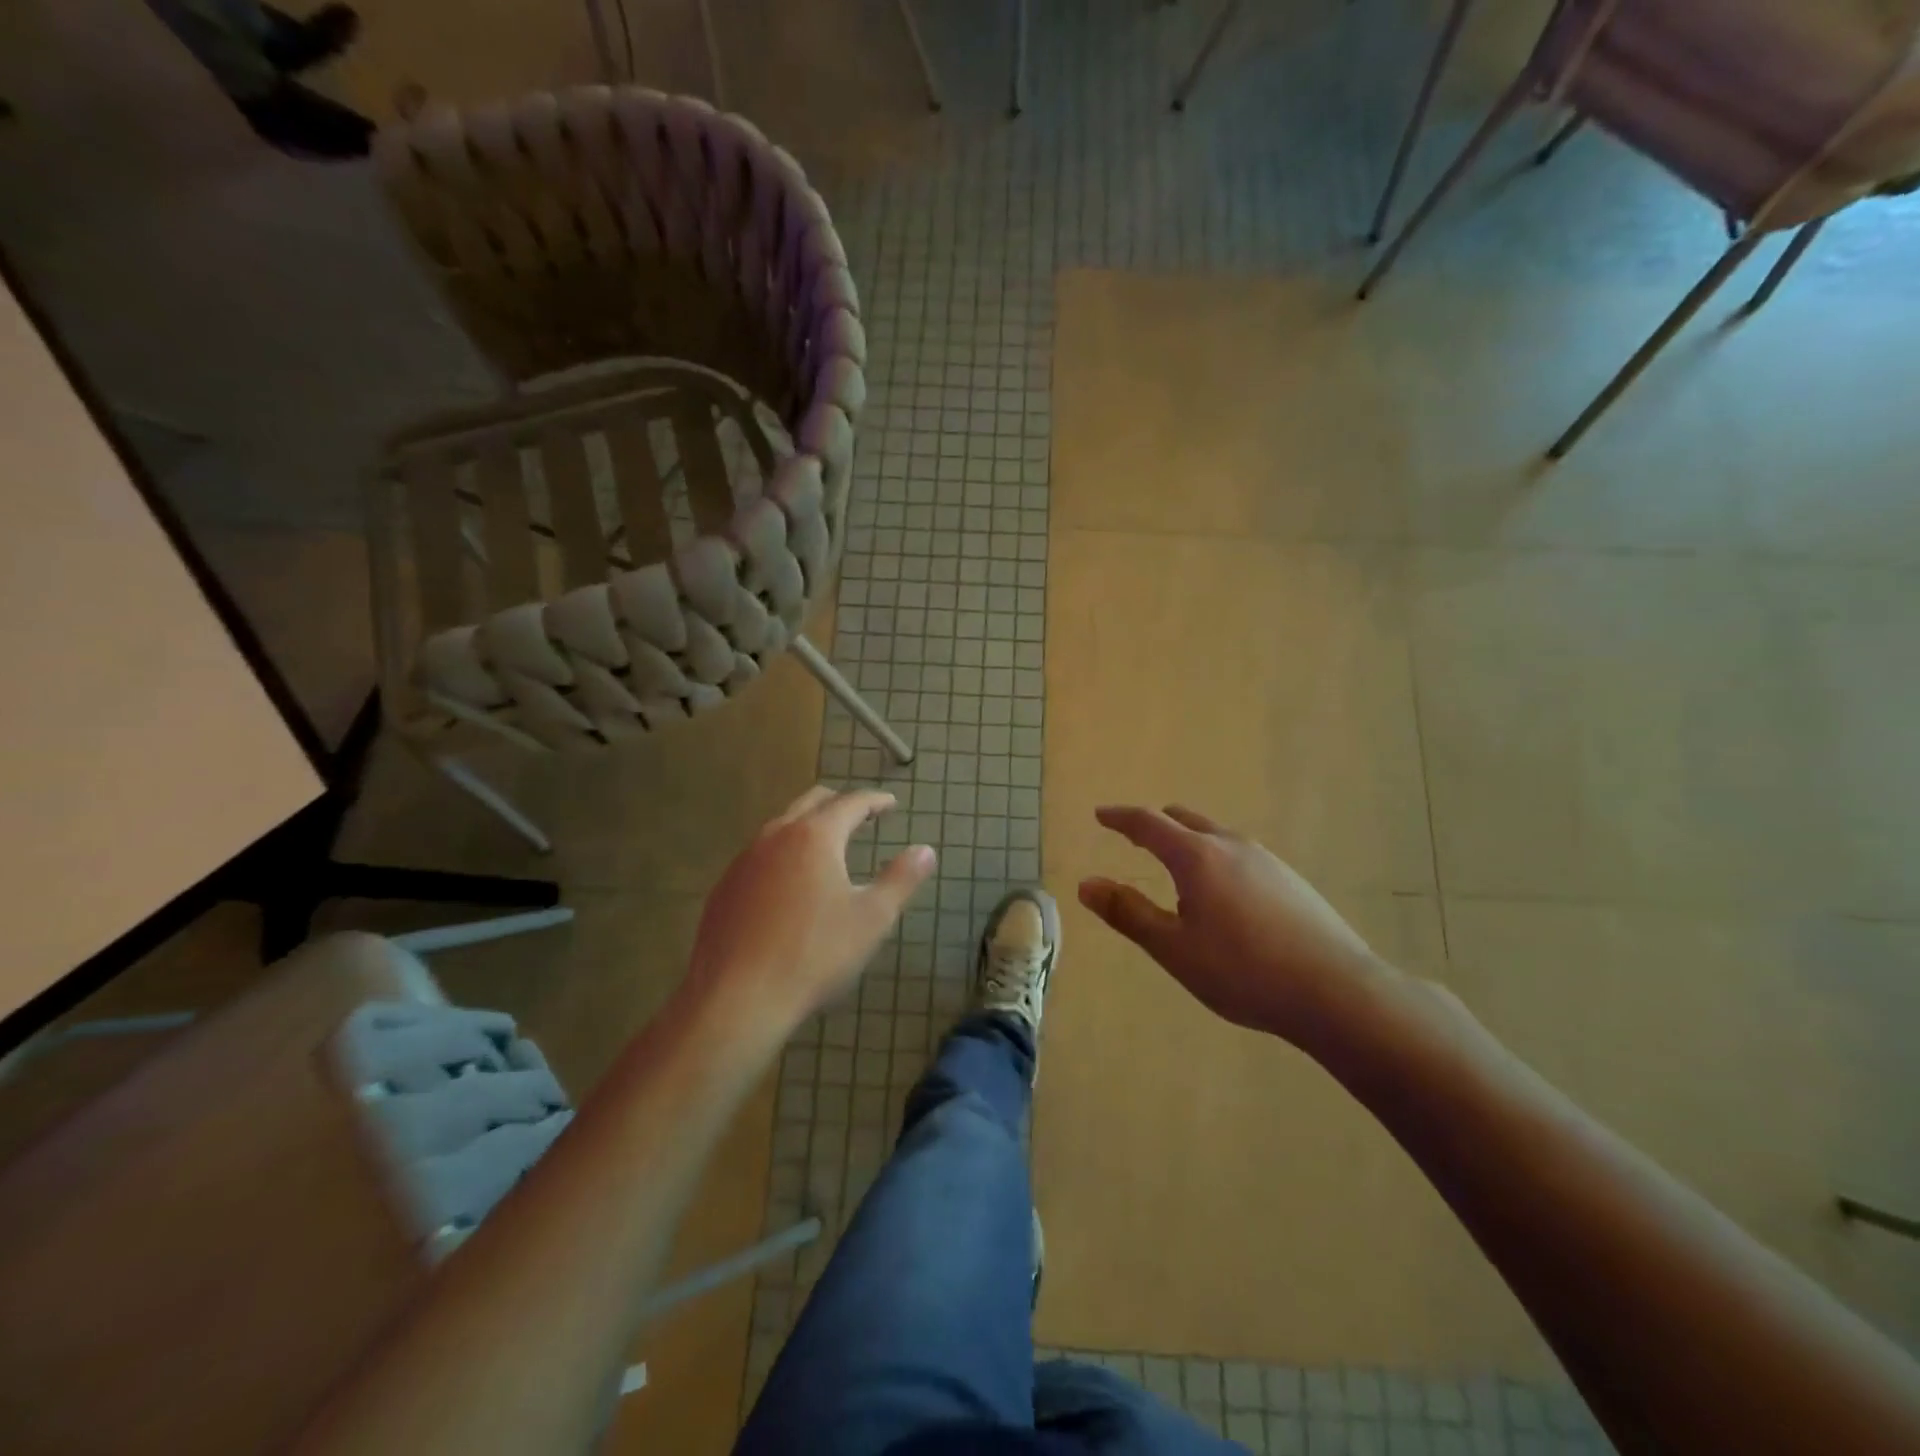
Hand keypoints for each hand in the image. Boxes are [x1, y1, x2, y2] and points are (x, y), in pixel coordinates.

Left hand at [684, 787, 934, 1041]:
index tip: (891, 804)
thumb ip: (901, 879)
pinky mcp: (726, 887)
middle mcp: (776, 836)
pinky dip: (784, 853)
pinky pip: (760, 855)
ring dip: (809, 826)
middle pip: (812, 802)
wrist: (737, 997)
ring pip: (782, 826)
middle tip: (862, 816)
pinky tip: (790, 883)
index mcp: (815, 837)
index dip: (875, 800)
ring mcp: (745, 860)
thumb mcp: (872, 919)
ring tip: (828, 846)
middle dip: (840, 803)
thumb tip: (925, 851)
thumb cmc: (814, 954)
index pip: (851, 802)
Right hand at [1078, 805, 1390, 1047]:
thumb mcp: (1173, 948)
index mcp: (1197, 857)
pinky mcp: (1291, 880)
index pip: (1148, 823)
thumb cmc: (1242, 970)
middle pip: (1185, 820)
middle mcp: (1231, 846)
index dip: (1120, 818)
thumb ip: (1127, 913)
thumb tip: (1086, 884)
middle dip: (1155, 824)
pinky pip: (1240, 855)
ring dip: (1189, 841)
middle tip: (1135, 837)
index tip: (1101, 815)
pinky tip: (1224, 893)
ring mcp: (1267, 860)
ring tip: (1177, 866)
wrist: (1336, 992)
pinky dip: (1216, 858)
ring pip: (1216, 836)